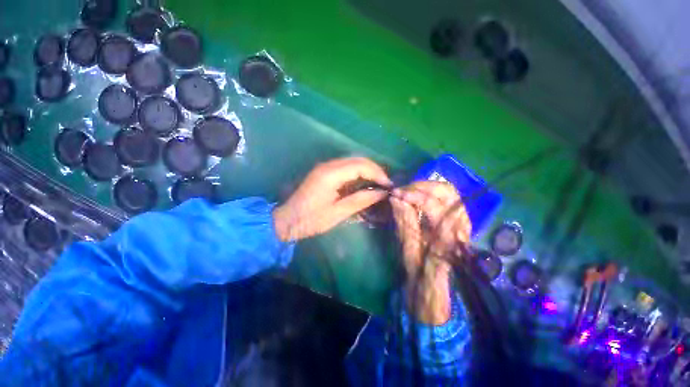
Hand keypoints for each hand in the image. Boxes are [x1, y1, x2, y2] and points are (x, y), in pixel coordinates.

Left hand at [273, 157, 390, 241]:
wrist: (287, 219)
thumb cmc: (311, 219)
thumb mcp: (337, 213)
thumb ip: (360, 200)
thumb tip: (381, 193)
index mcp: (331, 174)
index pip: (361, 166)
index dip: (377, 173)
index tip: (388, 185)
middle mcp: (328, 166)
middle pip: (357, 160)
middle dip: (374, 170)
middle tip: (385, 184)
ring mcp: (325, 167)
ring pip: (352, 162)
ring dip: (367, 171)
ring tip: (378, 184)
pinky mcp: (324, 172)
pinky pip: (345, 168)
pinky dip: (358, 173)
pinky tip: (364, 183)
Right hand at [390, 181, 470, 324]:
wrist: (435, 287)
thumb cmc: (419, 274)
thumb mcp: (408, 250)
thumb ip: (404, 223)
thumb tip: (395, 199)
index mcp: (449, 239)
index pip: (434, 206)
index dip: (413, 196)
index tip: (395, 194)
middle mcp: (461, 227)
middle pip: (447, 193)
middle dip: (421, 187)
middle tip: (402, 191)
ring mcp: (462, 223)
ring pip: (449, 193)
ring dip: (426, 187)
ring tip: (408, 191)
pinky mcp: (458, 221)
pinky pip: (448, 199)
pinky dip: (431, 193)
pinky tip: (418, 196)